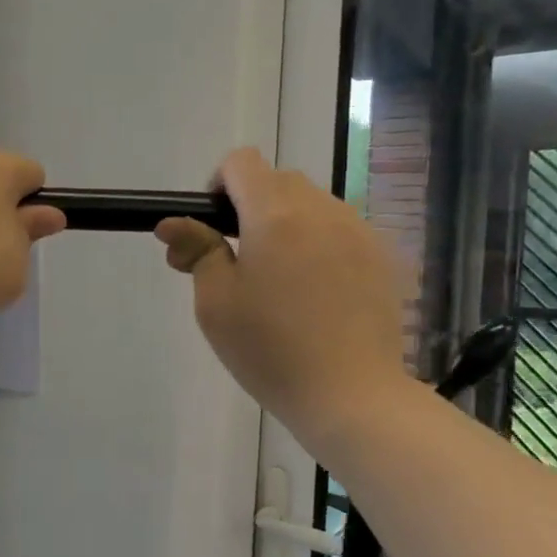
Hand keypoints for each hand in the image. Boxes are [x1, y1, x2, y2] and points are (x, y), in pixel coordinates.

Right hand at [156, 147, 409, 440]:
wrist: (351, 394)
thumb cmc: (270, 349)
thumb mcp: (215, 303)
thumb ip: (196, 250)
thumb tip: (173, 223)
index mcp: (274, 214)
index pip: (242, 162)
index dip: (218, 186)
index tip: (213, 229)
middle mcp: (321, 208)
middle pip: (278, 181)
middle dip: (251, 207)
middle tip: (238, 263)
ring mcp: (359, 231)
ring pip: (312, 205)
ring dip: (287, 225)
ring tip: (282, 283)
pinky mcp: (382, 256)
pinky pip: (340, 230)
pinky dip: (320, 245)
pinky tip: (317, 294)